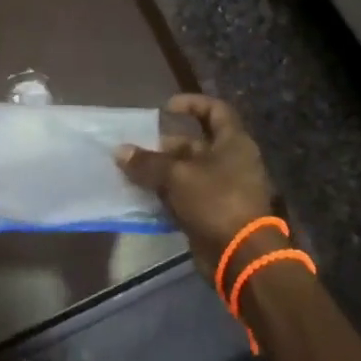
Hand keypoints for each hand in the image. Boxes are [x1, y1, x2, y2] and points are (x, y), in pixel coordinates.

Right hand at [116, 95, 274, 274]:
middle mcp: (231, 161)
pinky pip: (186, 195)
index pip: (215, 110)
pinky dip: (167, 194)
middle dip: (165, 146)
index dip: (191, 103)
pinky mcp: (214, 212)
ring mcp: (223, 188)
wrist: (241, 256)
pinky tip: (143, 195)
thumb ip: (148, 162)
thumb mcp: (177, 176)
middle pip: (195, 143)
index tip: (165, 108)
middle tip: (138, 148)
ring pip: (187, 171)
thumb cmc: (215, 202)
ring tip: (133, 171)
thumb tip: (120, 150)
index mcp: (233, 143)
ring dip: (162, 172)